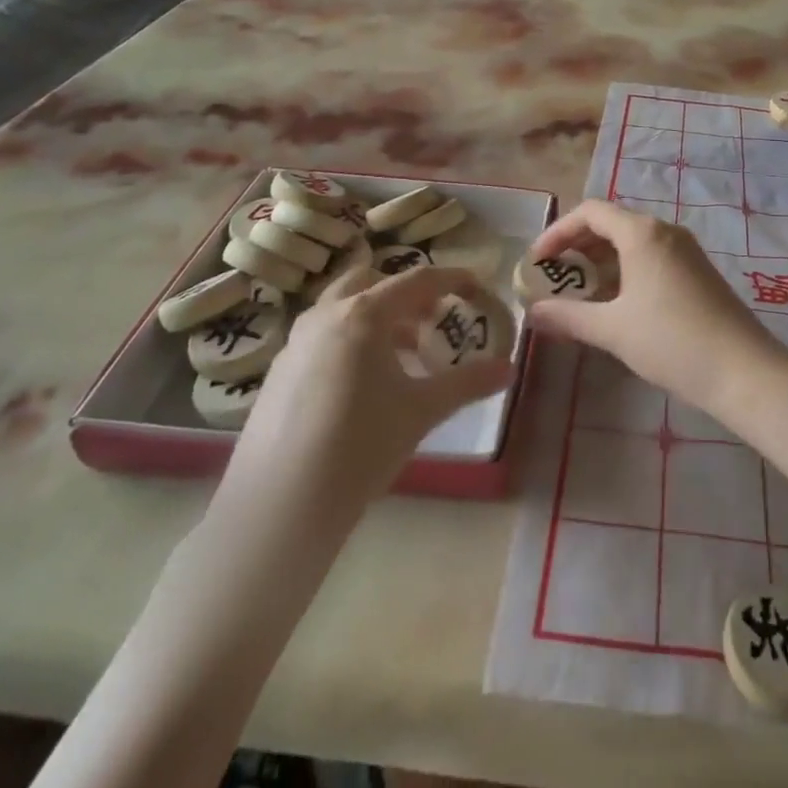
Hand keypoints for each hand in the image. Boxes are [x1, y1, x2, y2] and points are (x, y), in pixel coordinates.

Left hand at [222, 266, 514, 514]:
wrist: (278, 508)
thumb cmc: (359, 446)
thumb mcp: (422, 411)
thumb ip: (468, 383)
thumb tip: (509, 368)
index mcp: (363, 314)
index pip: (417, 280)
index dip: (452, 278)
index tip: (477, 286)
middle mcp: (326, 315)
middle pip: (371, 281)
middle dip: (405, 294)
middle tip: (432, 320)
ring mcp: (296, 342)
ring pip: (343, 308)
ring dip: (377, 318)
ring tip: (403, 355)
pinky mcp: (279, 372)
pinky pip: (323, 336)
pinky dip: (351, 341)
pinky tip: (365, 385)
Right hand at [526, 199, 778, 416]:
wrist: (743, 369)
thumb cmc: (672, 341)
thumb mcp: (612, 330)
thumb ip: (568, 317)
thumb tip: (531, 313)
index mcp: (642, 233)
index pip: (590, 212)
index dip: (558, 231)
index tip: (536, 261)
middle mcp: (664, 231)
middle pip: (611, 222)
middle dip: (578, 245)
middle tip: (553, 275)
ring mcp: (685, 250)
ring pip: (632, 241)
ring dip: (601, 259)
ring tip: (579, 291)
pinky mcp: (697, 270)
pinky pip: (652, 256)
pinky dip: (625, 269)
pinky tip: (616, 302)